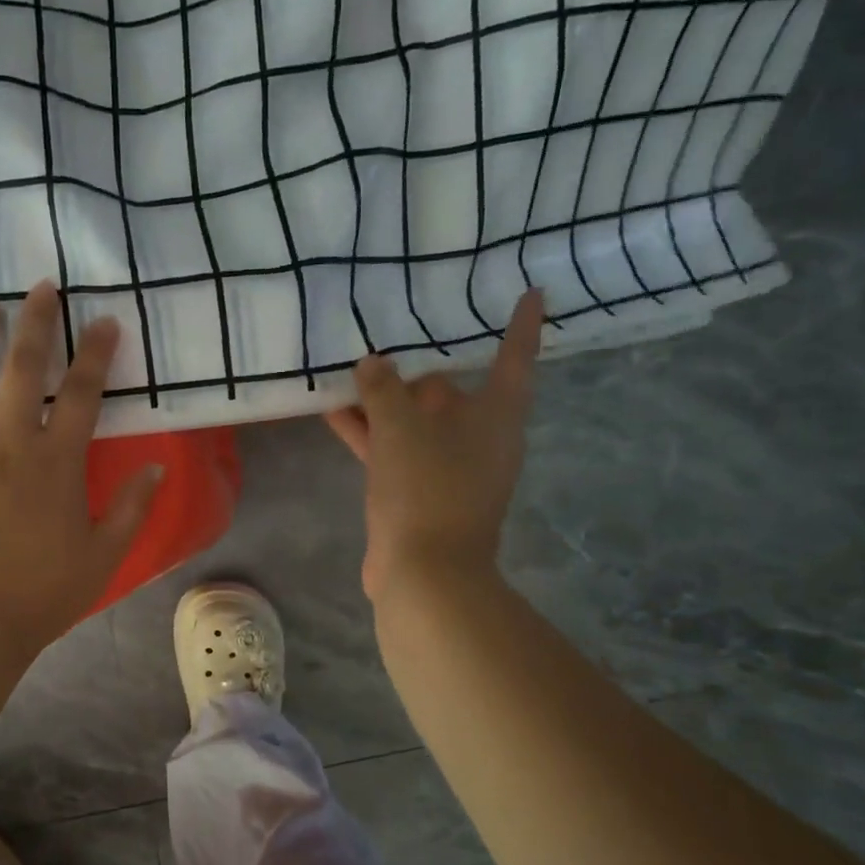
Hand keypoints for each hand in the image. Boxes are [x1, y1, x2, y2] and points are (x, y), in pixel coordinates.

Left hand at [0, 280, 162, 661]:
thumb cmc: (40, 594)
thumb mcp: (103, 556)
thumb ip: (132, 508)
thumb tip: (155, 468)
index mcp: (55, 461)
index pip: (81, 392)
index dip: (95, 352)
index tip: (104, 320)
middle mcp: (7, 442)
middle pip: (21, 367)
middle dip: (35, 321)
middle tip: (41, 286)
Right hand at [325, 290, 543, 601]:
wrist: (424, 572)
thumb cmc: (427, 488)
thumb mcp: (401, 428)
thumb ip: (384, 389)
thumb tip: (373, 363)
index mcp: (496, 416)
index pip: (515, 358)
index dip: (522, 325)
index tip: (531, 293)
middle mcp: (478, 438)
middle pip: (450, 390)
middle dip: (417, 366)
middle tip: (390, 328)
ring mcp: (446, 467)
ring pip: (413, 421)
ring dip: (382, 401)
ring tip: (348, 367)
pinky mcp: (417, 491)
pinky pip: (392, 449)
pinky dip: (368, 432)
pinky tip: (333, 411)